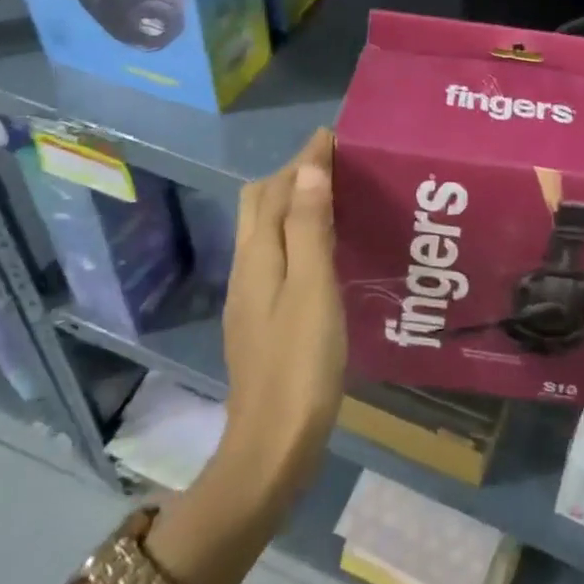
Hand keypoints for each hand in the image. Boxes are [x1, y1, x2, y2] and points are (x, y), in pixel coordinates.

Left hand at [212, 128, 345, 510]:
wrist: (272, 447)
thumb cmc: (300, 364)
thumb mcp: (312, 288)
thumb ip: (308, 227)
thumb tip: (308, 168)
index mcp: (258, 256)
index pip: (276, 189)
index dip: (303, 160)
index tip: (333, 136)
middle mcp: (248, 268)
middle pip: (260, 204)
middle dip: (291, 175)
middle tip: (335, 166)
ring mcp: (251, 296)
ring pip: (266, 230)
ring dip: (293, 203)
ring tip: (334, 198)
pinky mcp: (261, 318)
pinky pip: (275, 254)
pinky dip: (295, 233)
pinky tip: (323, 249)